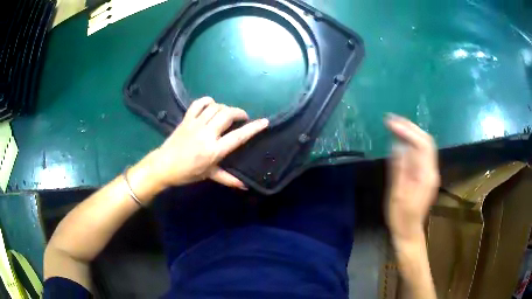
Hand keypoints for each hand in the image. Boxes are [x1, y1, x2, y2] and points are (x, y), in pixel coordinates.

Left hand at [150, 97, 268, 189]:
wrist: (164, 165)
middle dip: (239, 113)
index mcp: (213, 150)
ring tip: (228, 114)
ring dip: (225, 108)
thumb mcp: (209, 175)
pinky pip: (198, 103)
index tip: (264, 121)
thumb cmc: (187, 173)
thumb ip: (228, 179)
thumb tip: (245, 185)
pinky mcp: (186, 119)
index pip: (238, 136)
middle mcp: (206, 134)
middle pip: (227, 115)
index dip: (253, 128)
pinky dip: (208, 101)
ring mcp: (195, 124)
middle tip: (243, 118)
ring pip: (215, 107)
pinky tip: (212, 105)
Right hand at [385, 114, 439, 243]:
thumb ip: (399, 168)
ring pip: (425, 145)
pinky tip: (402, 140)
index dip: (407, 131)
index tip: (390, 123)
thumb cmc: (401, 216)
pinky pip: (422, 152)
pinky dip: (412, 142)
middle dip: (410, 127)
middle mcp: (432, 170)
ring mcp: (430, 172)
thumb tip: (397, 144)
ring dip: (411, 132)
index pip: (421, 144)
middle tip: (392, 119)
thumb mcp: (397, 194)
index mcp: (426, 175)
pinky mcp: (426, 174)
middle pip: (426, 141)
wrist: (409, 231)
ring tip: (395, 125)